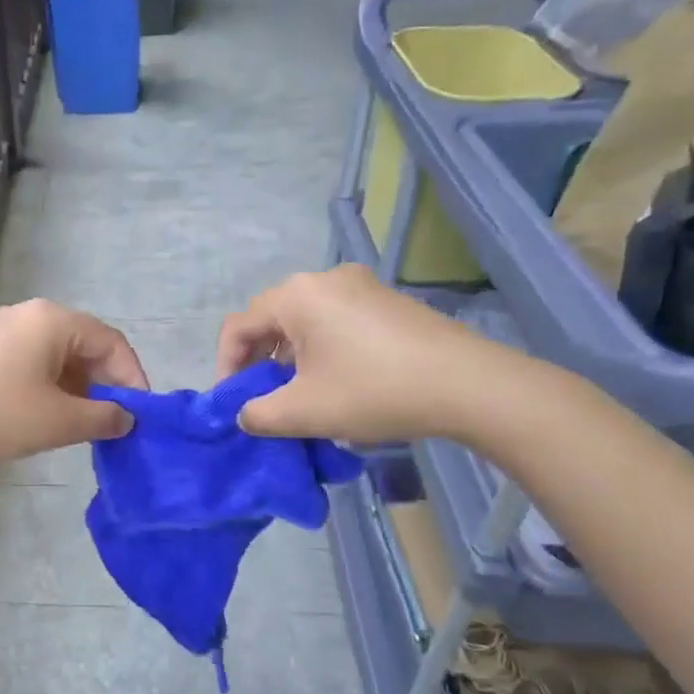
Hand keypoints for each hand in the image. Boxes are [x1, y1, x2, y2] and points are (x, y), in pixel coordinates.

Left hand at [0, 299, 147, 474]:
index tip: (141, 416)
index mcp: (52, 319)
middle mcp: (27, 314)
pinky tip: (45, 418)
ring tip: (82, 427)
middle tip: (113, 424)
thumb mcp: (58, 421)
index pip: (111, 342)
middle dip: (104, 385)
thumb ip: (103, 417)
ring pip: (56, 356)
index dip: (132, 378)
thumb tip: (126, 417)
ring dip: (77, 389)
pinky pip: (30, 362)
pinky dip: (48, 387)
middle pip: (84, 345)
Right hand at [215, 265, 527, 443]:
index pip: (238, 327)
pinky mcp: (386, 300)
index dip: (225, 367)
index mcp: (295, 296)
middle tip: (260, 399)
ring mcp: (360, 286)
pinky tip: (335, 381)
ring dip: (288, 357)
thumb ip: (258, 414)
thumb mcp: (303, 411)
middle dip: (257, 362)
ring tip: (296, 394)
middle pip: (270, 319)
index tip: (232, 404)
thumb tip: (245, 413)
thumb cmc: (374, 391)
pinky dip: (320, 349)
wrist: (468, 385)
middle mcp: (323, 279)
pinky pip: (334, 320)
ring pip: (303, 321)